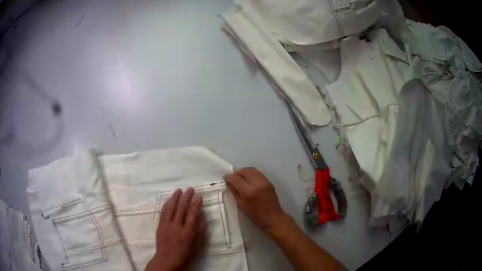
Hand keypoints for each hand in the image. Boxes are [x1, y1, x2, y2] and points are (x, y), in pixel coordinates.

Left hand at [145, 188, 205, 270]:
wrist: (167, 259)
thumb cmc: (185, 254)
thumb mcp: (197, 246)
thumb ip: (200, 232)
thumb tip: (203, 219)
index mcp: (188, 233)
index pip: (193, 214)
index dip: (196, 204)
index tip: (199, 196)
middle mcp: (177, 227)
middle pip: (182, 209)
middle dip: (187, 197)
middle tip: (190, 189)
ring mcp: (167, 225)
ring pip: (171, 208)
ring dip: (175, 198)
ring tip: (179, 190)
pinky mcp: (160, 225)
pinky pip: (163, 212)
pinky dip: (166, 205)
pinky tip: (169, 200)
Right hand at [225, 167, 288, 231]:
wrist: (273, 218)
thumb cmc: (255, 215)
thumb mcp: (241, 205)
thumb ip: (234, 191)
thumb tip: (228, 181)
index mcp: (249, 191)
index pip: (236, 178)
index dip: (229, 178)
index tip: (226, 179)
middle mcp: (258, 183)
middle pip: (245, 170)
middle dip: (237, 173)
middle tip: (233, 178)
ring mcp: (265, 181)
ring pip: (252, 170)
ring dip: (245, 172)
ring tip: (240, 179)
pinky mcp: (269, 182)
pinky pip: (258, 174)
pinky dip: (251, 175)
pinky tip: (248, 181)